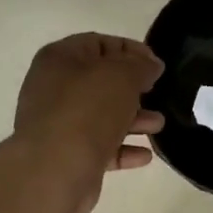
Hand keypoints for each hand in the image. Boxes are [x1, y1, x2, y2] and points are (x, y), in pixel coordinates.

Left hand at [14, 33, 165, 212]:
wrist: (55, 169)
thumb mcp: (123, 75)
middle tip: (157, 93)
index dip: (131, 50)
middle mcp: (53, 88)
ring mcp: (57, 123)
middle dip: (134, 88)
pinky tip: (145, 155)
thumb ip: (141, 65)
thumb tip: (151, 66)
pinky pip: (99, 146)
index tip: (157, 64)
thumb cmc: (88, 109)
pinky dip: (122, 148)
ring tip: (158, 125)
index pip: (99, 43)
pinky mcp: (66, 155)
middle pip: (101, 81)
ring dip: (133, 119)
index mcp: (60, 59)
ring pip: (102, 115)